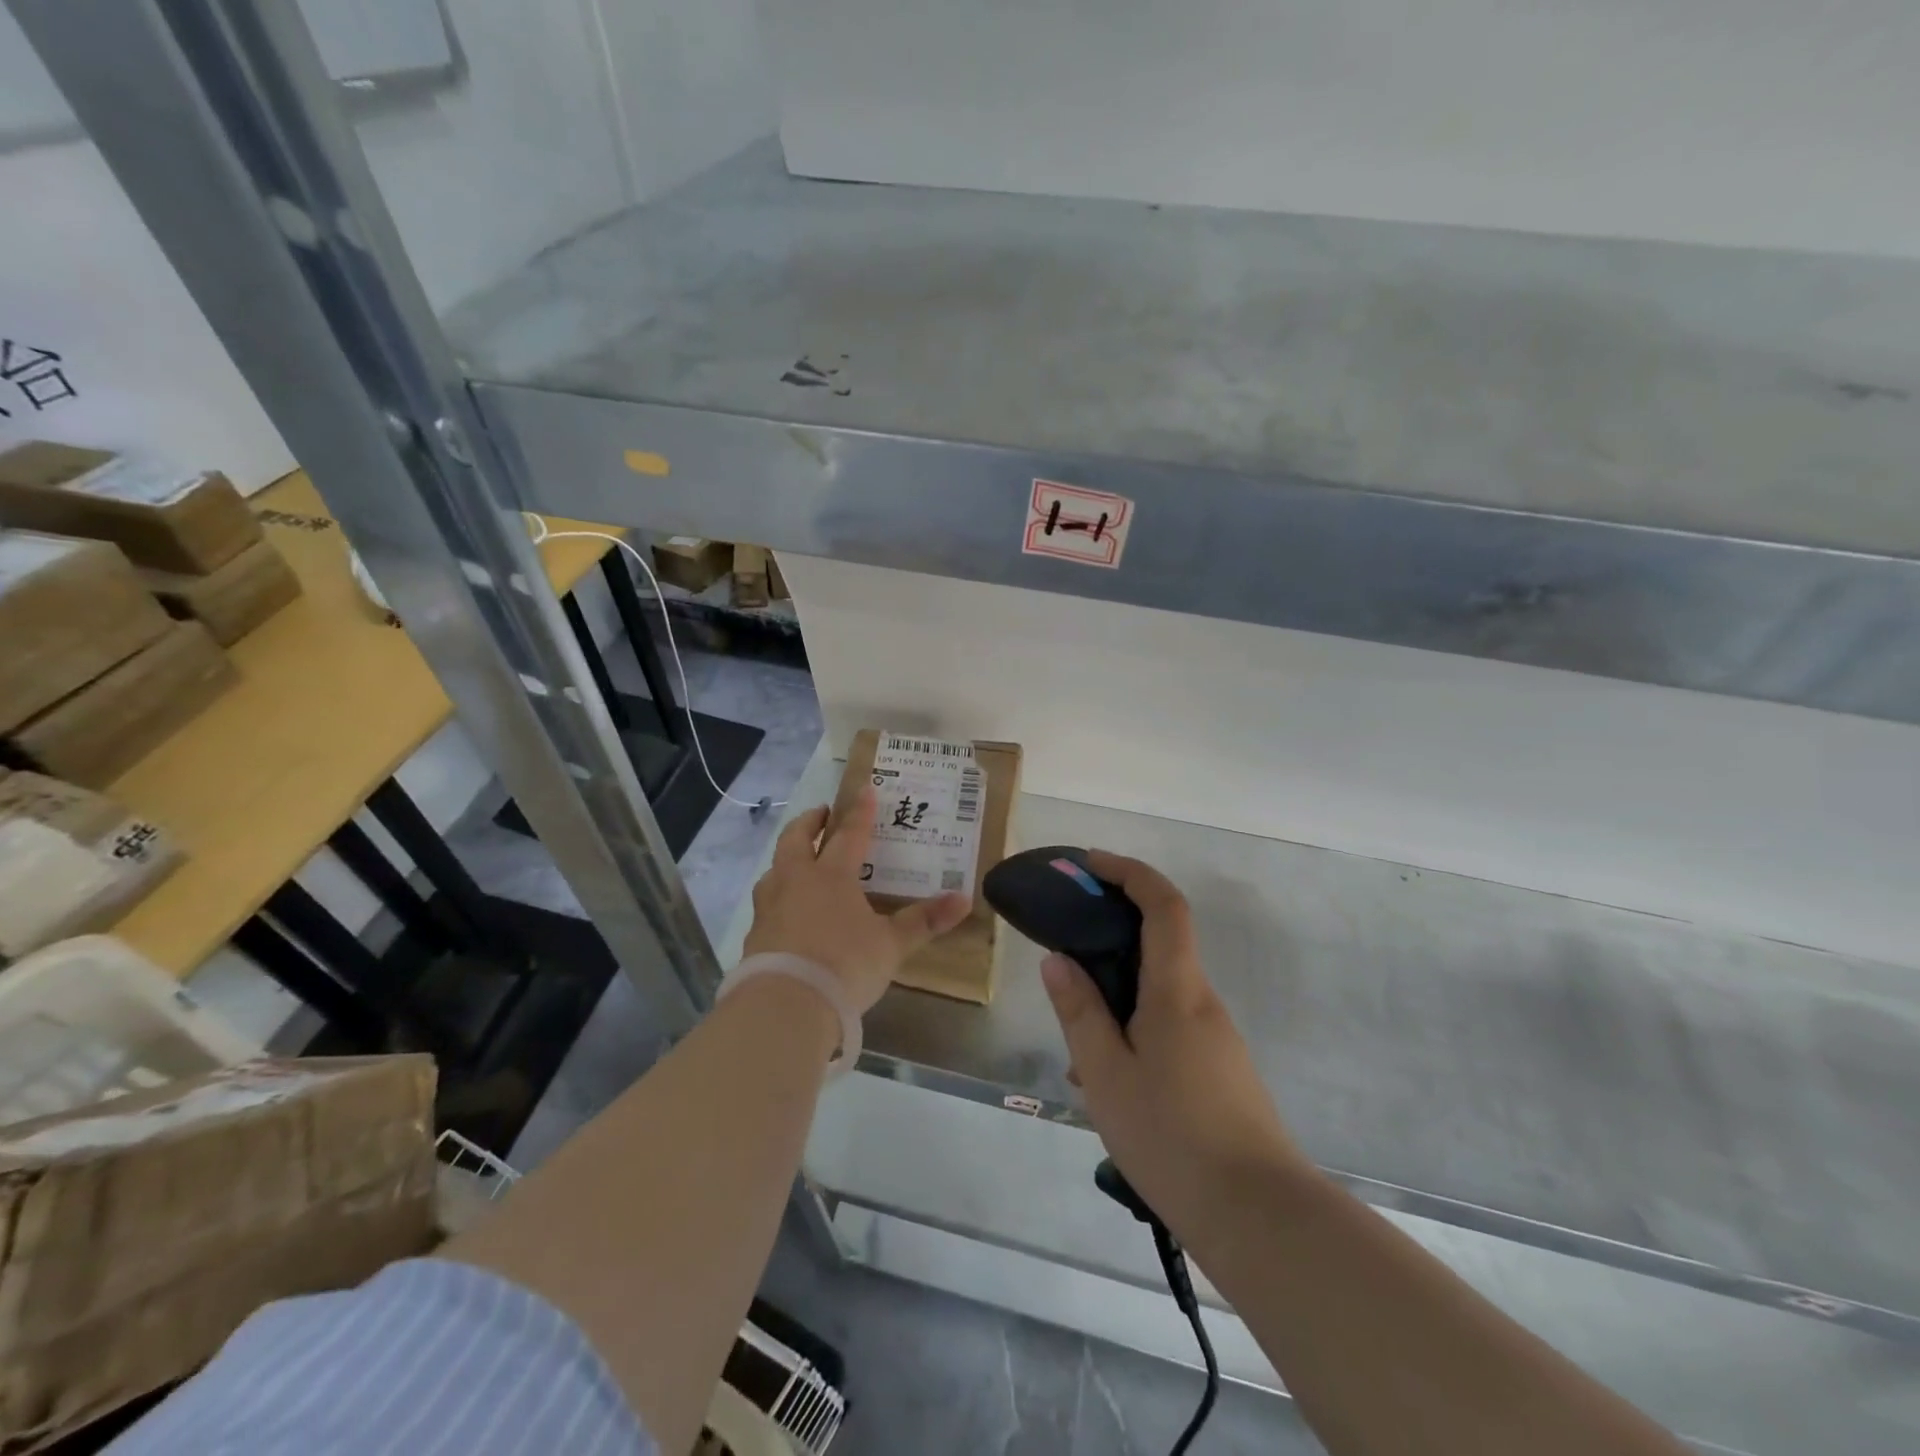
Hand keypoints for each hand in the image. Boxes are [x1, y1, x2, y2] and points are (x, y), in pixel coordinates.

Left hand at [743, 786, 971, 1014]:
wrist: (786, 1005)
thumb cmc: (845, 965)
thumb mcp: (891, 945)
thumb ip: (924, 921)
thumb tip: (965, 899)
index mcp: (831, 876)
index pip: (849, 835)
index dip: (859, 812)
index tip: (864, 789)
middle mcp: (796, 882)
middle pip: (796, 840)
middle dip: (809, 822)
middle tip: (821, 813)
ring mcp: (770, 908)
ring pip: (774, 870)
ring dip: (786, 858)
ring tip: (797, 860)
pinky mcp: (755, 936)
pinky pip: (766, 904)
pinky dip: (777, 897)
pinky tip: (785, 912)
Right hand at [1040, 851, 1310, 1238]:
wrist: (1260, 1218)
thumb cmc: (1173, 1137)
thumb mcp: (1108, 1074)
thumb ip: (1080, 1012)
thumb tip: (1058, 959)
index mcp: (1176, 990)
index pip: (1164, 905)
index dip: (1130, 872)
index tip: (1090, 864)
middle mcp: (1202, 1001)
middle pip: (1159, 942)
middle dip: (1111, 936)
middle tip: (1064, 957)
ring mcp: (1215, 1036)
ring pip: (1158, 993)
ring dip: (1117, 999)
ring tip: (1077, 1052)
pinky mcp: (1219, 1069)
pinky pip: (1169, 1027)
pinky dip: (1134, 1031)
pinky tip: (1108, 1083)